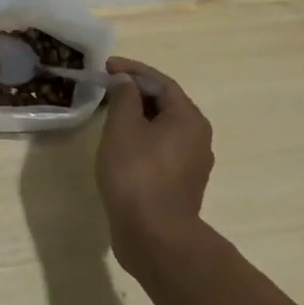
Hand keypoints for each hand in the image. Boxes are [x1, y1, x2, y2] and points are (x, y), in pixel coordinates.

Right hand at [95, 56, 213, 278]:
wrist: (154, 236)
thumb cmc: (137, 172)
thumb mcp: (123, 126)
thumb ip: (124, 96)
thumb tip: (126, 82)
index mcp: (188, 119)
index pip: (161, 82)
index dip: (132, 70)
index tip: (106, 67)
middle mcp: (197, 138)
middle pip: (165, 103)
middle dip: (135, 91)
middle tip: (106, 87)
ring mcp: (191, 164)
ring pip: (162, 128)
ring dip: (137, 115)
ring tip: (109, 113)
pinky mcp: (180, 185)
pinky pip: (160, 149)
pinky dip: (141, 138)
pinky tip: (120, 144)